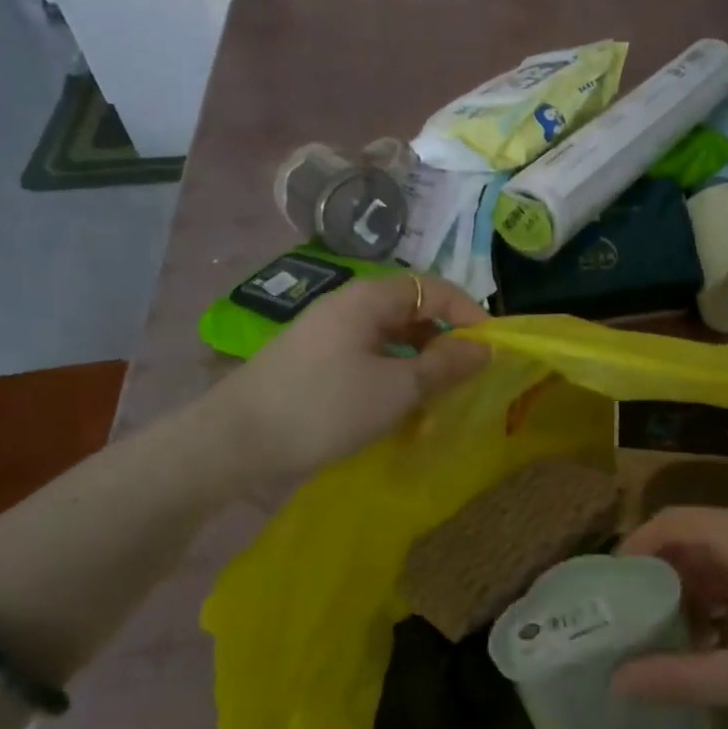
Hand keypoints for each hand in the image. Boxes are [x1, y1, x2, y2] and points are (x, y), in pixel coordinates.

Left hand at [202, 274, 489, 484]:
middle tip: (466, 378)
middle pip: (411, 311)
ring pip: (391, 338)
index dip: (468, 312)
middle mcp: (348, 308)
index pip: (432, 288)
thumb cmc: (325, 407)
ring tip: (437, 398)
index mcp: (368, 299)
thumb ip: (444, 366)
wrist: (236, 440)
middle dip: (445, 340)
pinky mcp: (316, 363)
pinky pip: (369, 358)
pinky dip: (393, 376)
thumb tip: (485, 348)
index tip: (491, 348)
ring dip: (420, 362)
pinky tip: (398, 408)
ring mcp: (328, 335)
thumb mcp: (396, 389)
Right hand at [612, 504, 727, 728]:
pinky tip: (727, 638)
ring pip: (724, 552)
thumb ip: (678, 678)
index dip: (632, 551)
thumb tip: (616, 681)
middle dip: (663, 578)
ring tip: (680, 640)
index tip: (610, 592)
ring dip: (697, 590)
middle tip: (638, 623)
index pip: (668, 521)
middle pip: (695, 535)